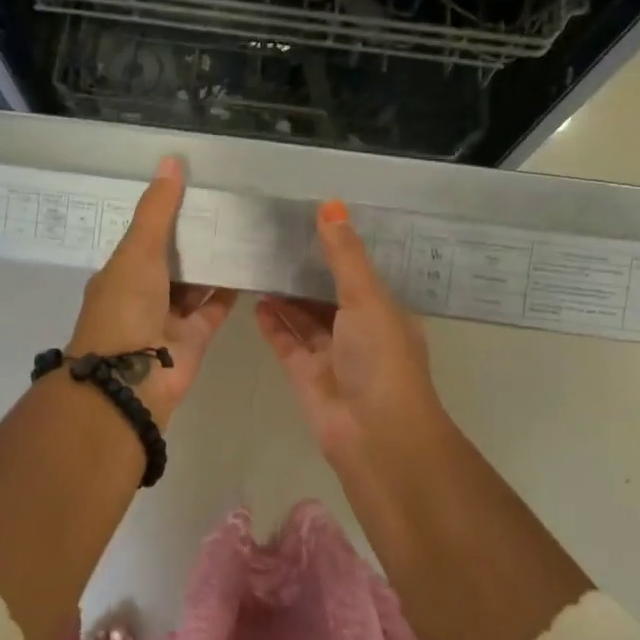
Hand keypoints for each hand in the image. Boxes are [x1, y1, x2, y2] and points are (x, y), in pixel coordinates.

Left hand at [68, 157, 236, 426]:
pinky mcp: (194, 338)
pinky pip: (214, 307)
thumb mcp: (138, 251)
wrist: (132, 380)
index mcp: (121, 272)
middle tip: (228, 205)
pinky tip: (250, 265)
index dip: (165, 213)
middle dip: (194, 237)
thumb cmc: (125, 308)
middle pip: (172, 259)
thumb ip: (157, 210)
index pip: (145, 236)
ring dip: (213, 262)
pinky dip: (229, 290)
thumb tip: (171, 161)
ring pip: (195, 283)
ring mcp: (169, 318)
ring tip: (243, 229)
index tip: (194, 188)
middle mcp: (143, 294)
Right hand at [256, 200, 446, 455]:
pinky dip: (272, 323)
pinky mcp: (305, 375)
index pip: (358, 273)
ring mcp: (331, 355)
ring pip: (304, 318)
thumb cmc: (380, 358)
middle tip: (272, 239)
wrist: (374, 435)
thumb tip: (330, 204)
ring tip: (258, 264)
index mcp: (383, 311)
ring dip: (285, 296)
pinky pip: (286, 341)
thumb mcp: (366, 298)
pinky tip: (256, 299)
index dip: (336, 249)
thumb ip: (344, 255)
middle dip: (304, 272)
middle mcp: (359, 331)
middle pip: (327, 295)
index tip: (308, 221)